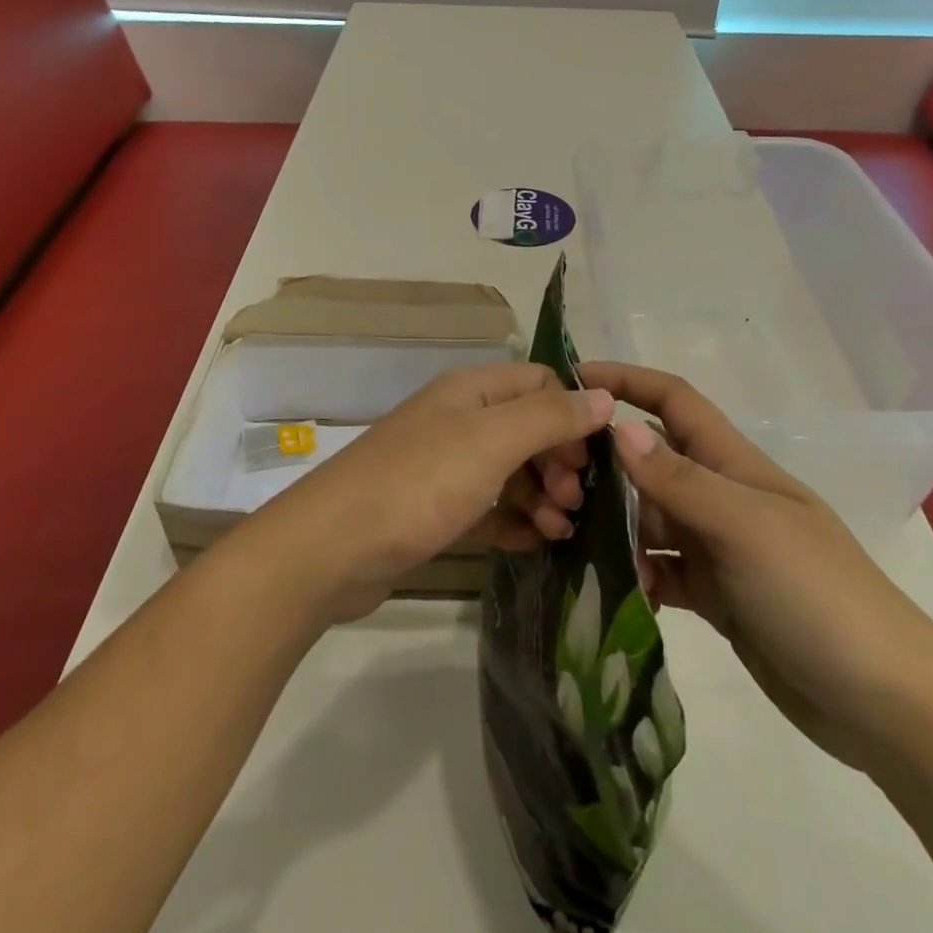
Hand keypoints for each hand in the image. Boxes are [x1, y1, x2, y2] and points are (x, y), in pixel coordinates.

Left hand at [245, 363, 614, 621]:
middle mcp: (457, 420)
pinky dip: (512, 521)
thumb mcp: (491, 441)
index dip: (571, 414)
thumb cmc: (418, 484)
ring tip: (560, 529)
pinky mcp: (432, 510)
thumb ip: (550, 417)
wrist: (328, 550)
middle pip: (527, 428)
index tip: (592, 459)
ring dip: (541, 495)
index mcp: (470, 391)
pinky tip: (532, 543)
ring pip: (509, 470)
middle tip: (575, 501)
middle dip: (559, 460)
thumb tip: (603, 396)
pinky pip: (486, 508)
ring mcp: (442, 466)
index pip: (539, 383)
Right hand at [578, 363, 932, 771]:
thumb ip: (679, 480)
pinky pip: (662, 570)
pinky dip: (636, 574)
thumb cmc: (818, 595)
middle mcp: (722, 497)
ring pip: (650, 518)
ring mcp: (720, 548)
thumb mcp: (745, 527)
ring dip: (613, 524)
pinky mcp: (717, 596)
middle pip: (652, 460)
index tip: (572, 378)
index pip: (674, 402)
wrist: (889, 706)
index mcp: (734, 464)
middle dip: (605, 462)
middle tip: (551, 482)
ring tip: (566, 539)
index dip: (627, 381)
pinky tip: (611, 590)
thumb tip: (617, 427)